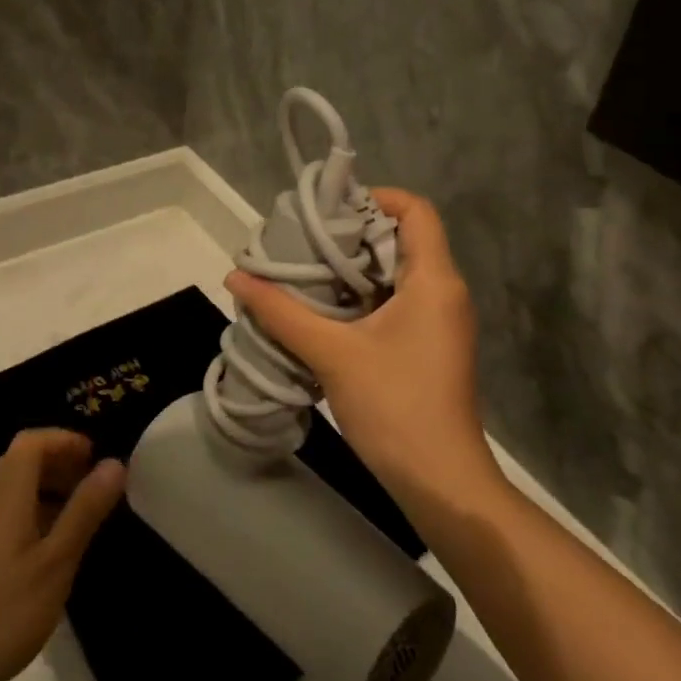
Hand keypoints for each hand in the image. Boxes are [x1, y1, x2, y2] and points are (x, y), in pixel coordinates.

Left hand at [0, 430, 125, 680]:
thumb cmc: (3, 613)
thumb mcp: (57, 562)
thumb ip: (85, 510)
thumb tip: (114, 462)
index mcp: (5, 495)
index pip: (32, 441)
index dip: (65, 439)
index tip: (97, 458)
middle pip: (20, 460)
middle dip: (60, 462)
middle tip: (94, 486)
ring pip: (11, 488)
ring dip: (46, 488)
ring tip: (79, 517)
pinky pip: (3, 513)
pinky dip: (31, 512)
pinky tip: (48, 550)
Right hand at [225, 189, 499, 513]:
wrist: (441, 482)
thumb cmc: (395, 406)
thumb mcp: (332, 354)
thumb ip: (281, 312)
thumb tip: (235, 276)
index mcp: (434, 279)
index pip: (416, 210)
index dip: (375, 198)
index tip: (328, 211)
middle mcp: (445, 291)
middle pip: (403, 238)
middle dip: (353, 234)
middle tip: (304, 240)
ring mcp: (441, 320)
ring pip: (398, 272)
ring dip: (355, 268)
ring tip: (306, 270)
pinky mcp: (430, 345)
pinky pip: (399, 300)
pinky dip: (364, 295)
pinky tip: (325, 310)